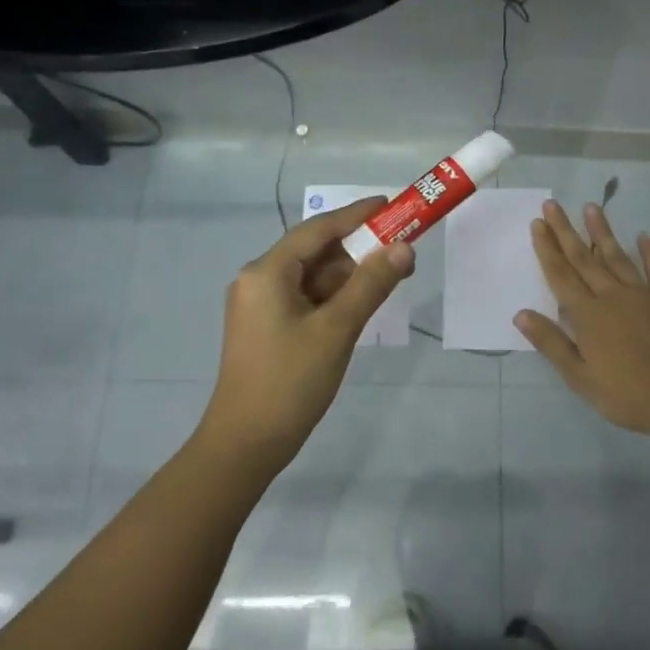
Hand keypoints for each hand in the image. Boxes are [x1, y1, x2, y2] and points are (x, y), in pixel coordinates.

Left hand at [200, 197, 414, 477]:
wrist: (245, 444)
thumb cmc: (290, 381)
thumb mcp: (337, 329)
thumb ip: (371, 284)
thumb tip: (404, 248)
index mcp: (267, 272)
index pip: (318, 229)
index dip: (356, 215)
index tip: (391, 205)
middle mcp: (258, 280)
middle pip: (314, 252)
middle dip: (358, 248)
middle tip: (401, 248)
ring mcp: (261, 306)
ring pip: (312, 277)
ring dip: (349, 275)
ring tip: (391, 276)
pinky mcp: (267, 328)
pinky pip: (306, 299)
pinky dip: (334, 296)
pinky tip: (362, 302)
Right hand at [516, 200, 649, 437]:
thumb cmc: (626, 395)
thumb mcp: (580, 377)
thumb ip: (551, 343)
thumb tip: (521, 313)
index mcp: (587, 315)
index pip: (561, 275)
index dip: (547, 248)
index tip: (537, 223)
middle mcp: (612, 296)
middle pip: (584, 258)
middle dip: (566, 231)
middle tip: (552, 204)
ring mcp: (644, 294)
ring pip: (618, 256)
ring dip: (602, 232)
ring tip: (590, 207)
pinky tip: (644, 236)